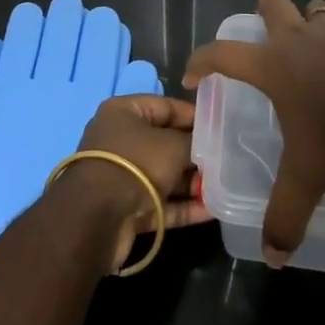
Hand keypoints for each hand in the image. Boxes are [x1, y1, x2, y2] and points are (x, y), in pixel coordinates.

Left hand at [61, 95, 211, 272]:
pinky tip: (213, 210)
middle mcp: (121, 140)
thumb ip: (194, 143)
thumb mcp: (172, 146)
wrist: (97, 218)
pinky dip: (184, 206)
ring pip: (164, 175)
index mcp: (124, 112)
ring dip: (193, 182)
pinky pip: (161, 202)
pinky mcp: (127, 208)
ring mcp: (123, 175)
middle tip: (228, 159)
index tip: (222, 125)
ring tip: (227, 186)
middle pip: (166, 142)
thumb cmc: (136, 163)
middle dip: (196, 153)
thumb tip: (210, 146)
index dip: (194, 115)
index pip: (166, 106)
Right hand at [183, 0, 324, 265]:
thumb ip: (285, 215)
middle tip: (267, 37)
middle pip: (272, 4)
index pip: (222, 54)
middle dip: (265, 12)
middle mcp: (301, 39)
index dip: (201, 61)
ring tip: (319, 46)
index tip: (192, 75)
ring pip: (317, 10)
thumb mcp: (307, 178)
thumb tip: (272, 258)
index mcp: (273, 66)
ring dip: (313, 22)